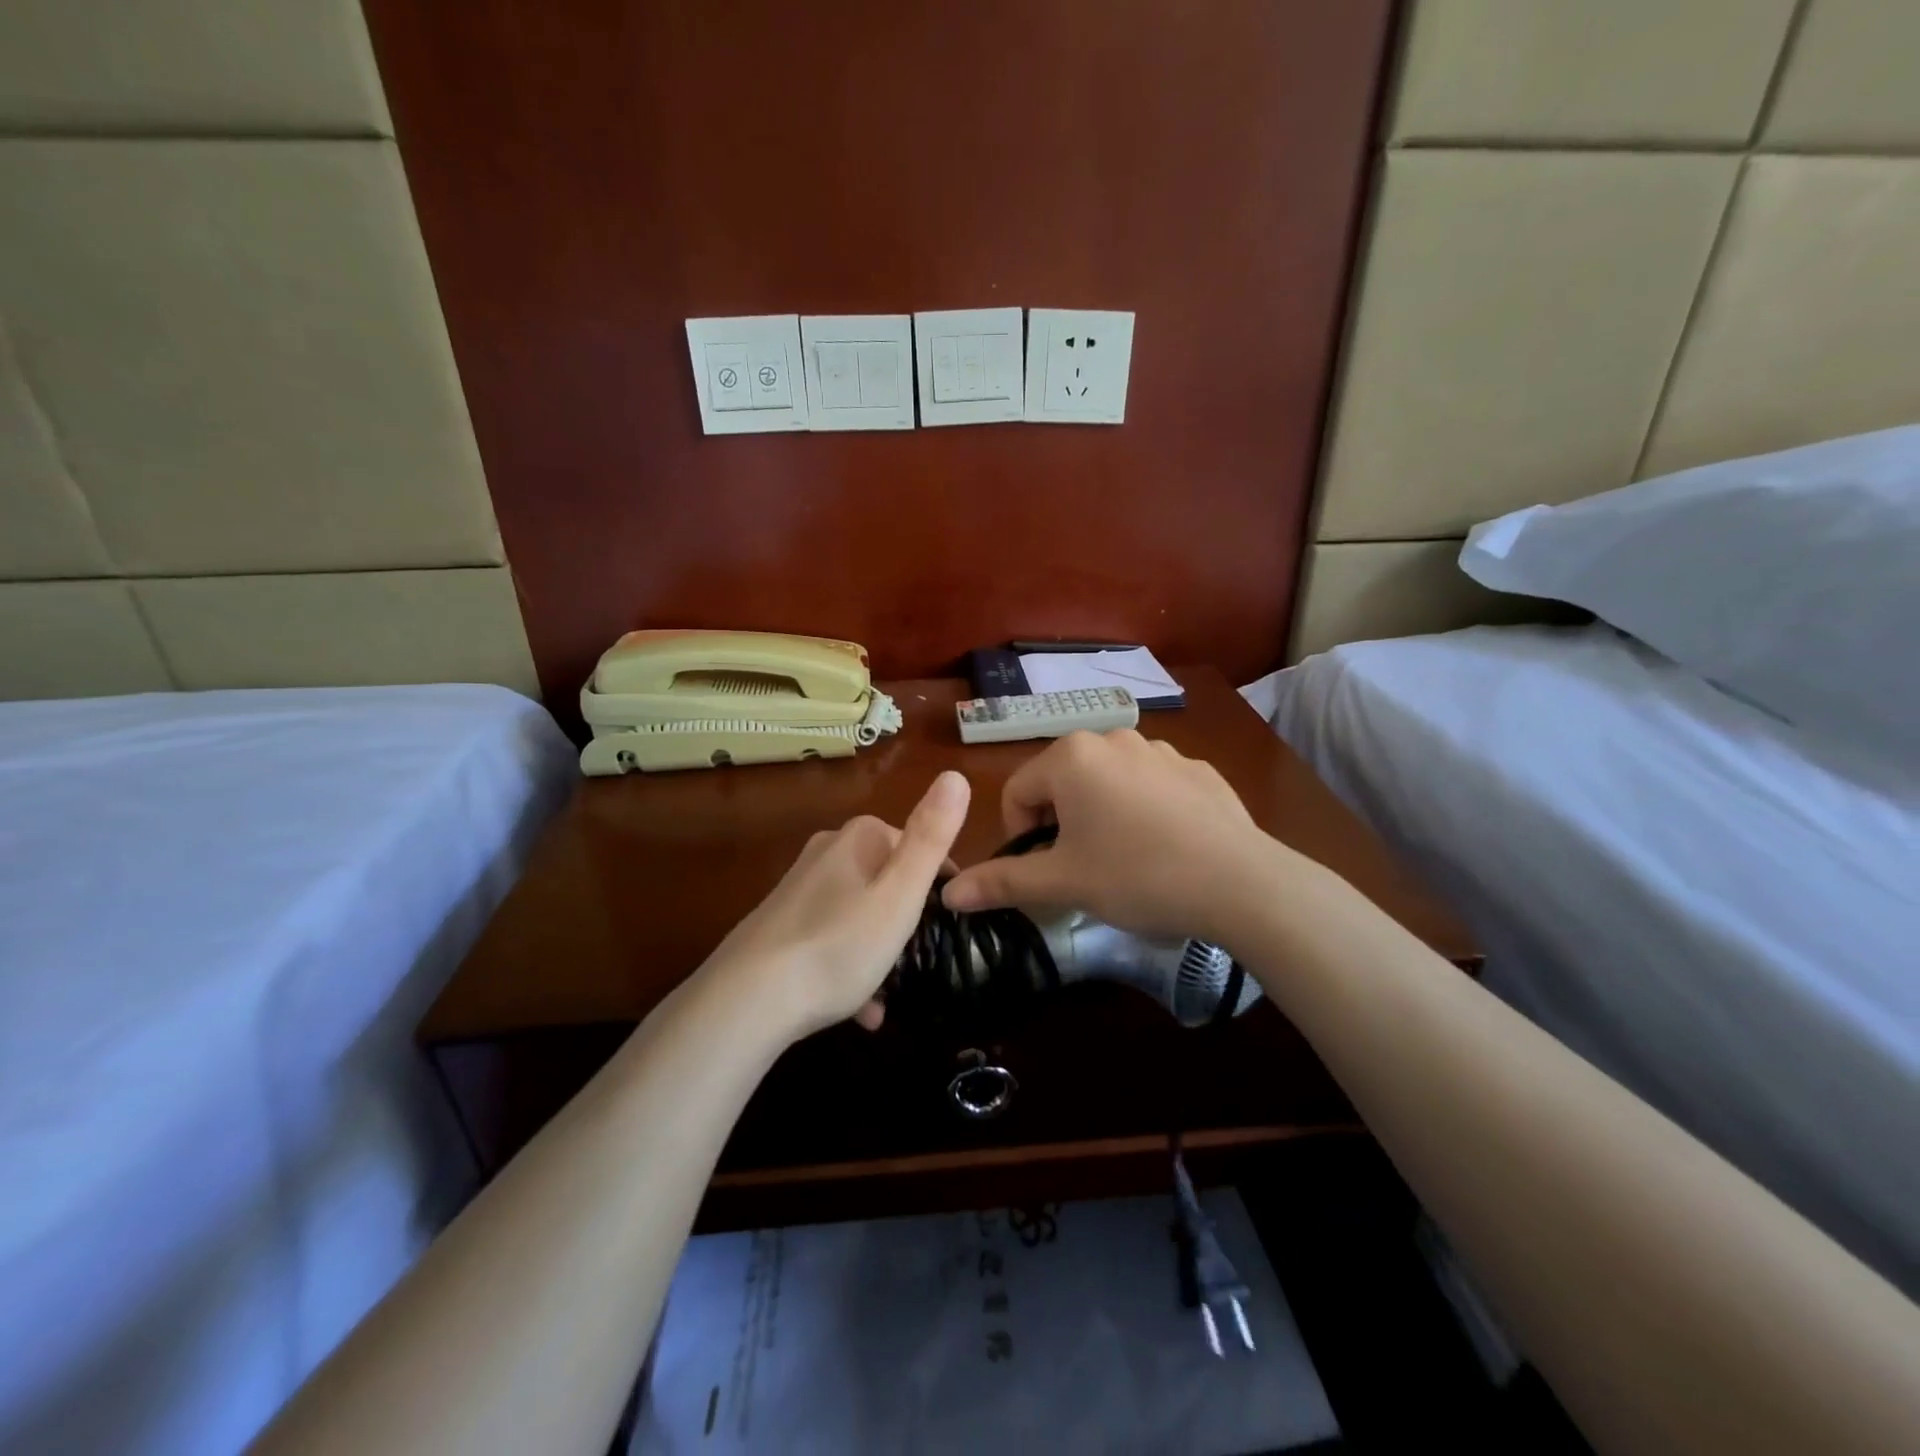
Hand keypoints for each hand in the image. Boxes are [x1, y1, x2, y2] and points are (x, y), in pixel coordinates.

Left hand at [700, 770, 970, 1040]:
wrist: (748, 999)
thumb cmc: (839, 944)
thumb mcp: (900, 893)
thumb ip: (931, 837)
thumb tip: (956, 776)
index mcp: (860, 836)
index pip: (919, 847)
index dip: (939, 886)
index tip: (948, 926)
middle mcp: (828, 850)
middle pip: (888, 880)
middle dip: (907, 920)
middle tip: (918, 960)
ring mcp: (801, 886)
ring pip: (860, 912)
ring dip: (879, 950)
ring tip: (889, 995)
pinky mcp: (781, 922)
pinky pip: (831, 938)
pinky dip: (849, 966)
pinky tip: (860, 1011)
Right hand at [940, 731, 1287, 944]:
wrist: (1240, 882)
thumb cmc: (1136, 875)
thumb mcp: (1063, 883)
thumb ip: (1002, 882)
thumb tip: (950, 894)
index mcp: (1071, 757)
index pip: (1017, 792)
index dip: (1019, 836)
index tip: (1043, 873)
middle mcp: (1112, 738)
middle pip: (1061, 784)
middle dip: (1060, 826)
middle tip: (1082, 870)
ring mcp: (1160, 750)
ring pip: (1106, 784)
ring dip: (1100, 818)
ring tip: (1125, 862)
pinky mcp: (1197, 768)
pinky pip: (1150, 787)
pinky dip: (1144, 813)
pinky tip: (1166, 849)